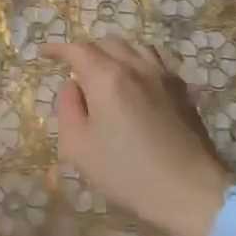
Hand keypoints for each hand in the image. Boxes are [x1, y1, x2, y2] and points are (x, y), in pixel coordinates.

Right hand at [47, 39, 232, 235]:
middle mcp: (136, 68)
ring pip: (135, 47)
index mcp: (107, 78)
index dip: (58, 49)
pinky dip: (137, 63)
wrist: (190, 192)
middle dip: (86, 50)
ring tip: (105, 71)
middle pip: (107, 43)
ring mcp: (164, 77)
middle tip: (74, 69)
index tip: (44, 53)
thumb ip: (68, 109)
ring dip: (114, 53)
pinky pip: (155, 62)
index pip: (78, 50)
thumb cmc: (127, 173)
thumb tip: (71, 87)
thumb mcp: (79, 147)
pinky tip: (135, 84)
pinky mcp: (182, 92)